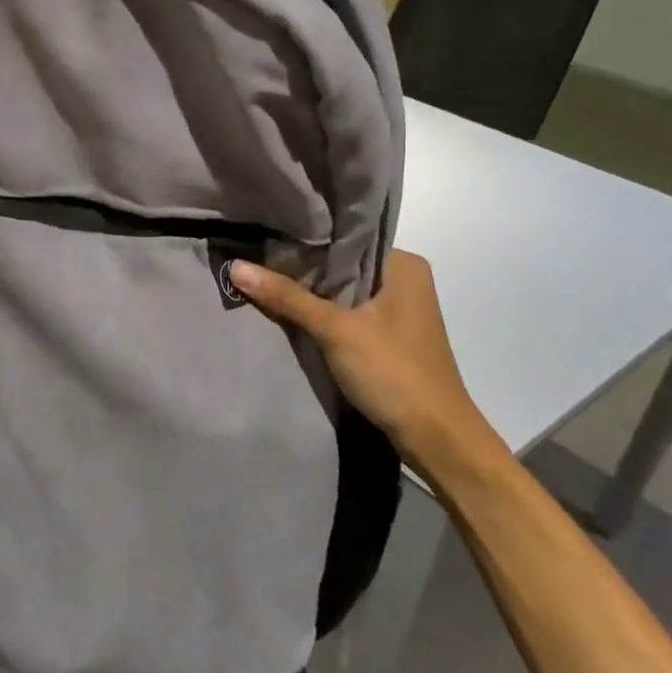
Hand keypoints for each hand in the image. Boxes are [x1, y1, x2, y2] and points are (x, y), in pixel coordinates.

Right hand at [230, 250, 502, 472]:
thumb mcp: (336, 330)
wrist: (436, 439)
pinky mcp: (388, 337)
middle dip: (301, 266)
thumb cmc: (394, 372)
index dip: (303, 238)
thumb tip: (235, 266)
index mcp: (403, 264)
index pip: (345, 238)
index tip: (262, 233)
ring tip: (260, 276)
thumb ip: (287, 297)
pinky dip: (321, 313)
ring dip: (309, 292)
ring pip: (342, 290)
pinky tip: (287, 310)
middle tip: (252, 255)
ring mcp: (397, 310)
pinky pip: (346, 313)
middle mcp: (404, 280)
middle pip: (341, 265)